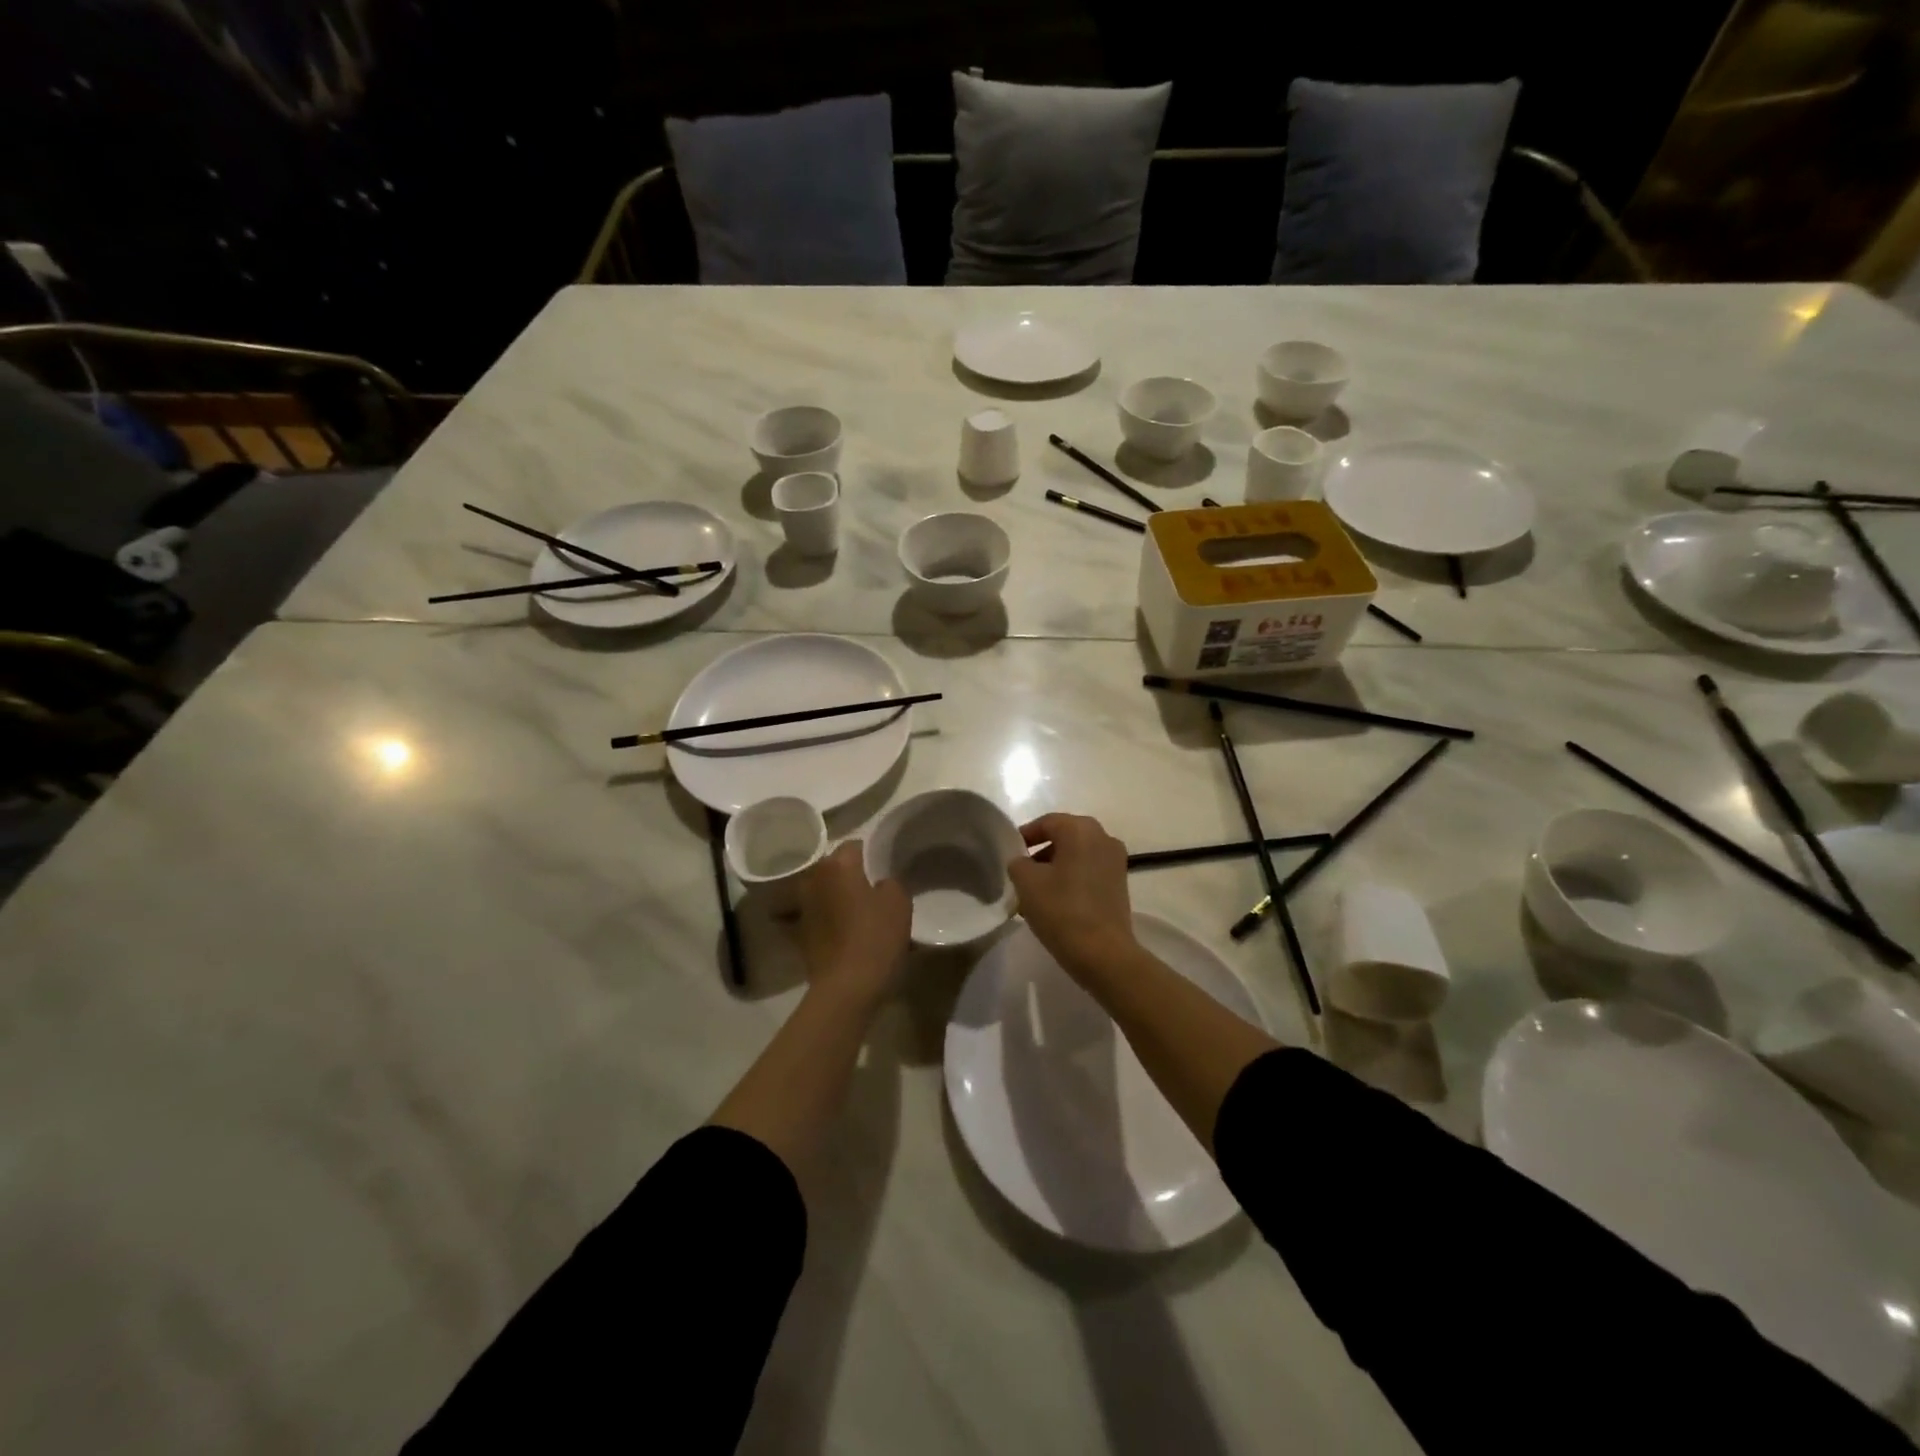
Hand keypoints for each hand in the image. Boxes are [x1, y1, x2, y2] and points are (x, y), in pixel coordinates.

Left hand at [797, 842, 910, 1009]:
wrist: (846, 988)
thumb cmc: (875, 938)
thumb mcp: (899, 901)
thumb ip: (889, 881)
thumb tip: (878, 883)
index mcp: (837, 865)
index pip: (855, 845)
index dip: (872, 855)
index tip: (885, 869)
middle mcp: (813, 879)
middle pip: (835, 867)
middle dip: (851, 874)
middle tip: (874, 889)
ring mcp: (801, 907)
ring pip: (823, 891)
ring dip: (836, 896)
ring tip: (857, 910)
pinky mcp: (797, 933)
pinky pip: (814, 916)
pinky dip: (823, 918)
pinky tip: (838, 929)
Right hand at [1006, 813, 1137, 977]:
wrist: (1103, 953)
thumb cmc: (1061, 910)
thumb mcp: (1026, 882)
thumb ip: (1018, 862)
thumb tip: (1023, 862)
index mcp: (1080, 829)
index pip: (1046, 822)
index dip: (1025, 836)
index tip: (1010, 853)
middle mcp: (1103, 837)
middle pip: (1064, 837)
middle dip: (1040, 852)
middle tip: (1021, 872)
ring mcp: (1116, 861)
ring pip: (1077, 855)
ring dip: (1055, 867)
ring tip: (1035, 891)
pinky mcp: (1120, 883)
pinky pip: (1089, 870)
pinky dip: (1072, 878)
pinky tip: (1056, 901)